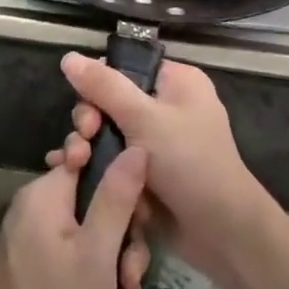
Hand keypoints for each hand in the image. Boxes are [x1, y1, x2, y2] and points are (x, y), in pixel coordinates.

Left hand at [0, 148, 151, 288]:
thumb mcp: (97, 253)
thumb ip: (117, 197)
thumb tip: (136, 147)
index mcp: (45, 196)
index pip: (91, 162)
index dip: (123, 188)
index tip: (139, 220)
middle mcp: (37, 214)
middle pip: (99, 213)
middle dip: (122, 256)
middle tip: (127, 285)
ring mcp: (36, 248)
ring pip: (95, 253)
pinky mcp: (39, 278)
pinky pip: (79, 276)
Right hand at [53, 54, 273, 285]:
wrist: (220, 231)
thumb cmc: (189, 162)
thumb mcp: (144, 118)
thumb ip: (104, 86)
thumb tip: (68, 57)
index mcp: (176, 82)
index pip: (125, 69)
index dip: (98, 85)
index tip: (87, 112)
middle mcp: (168, 107)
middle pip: (111, 102)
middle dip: (90, 122)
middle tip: (83, 142)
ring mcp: (158, 143)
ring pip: (109, 135)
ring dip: (88, 148)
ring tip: (74, 165)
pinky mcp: (148, 174)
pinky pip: (114, 161)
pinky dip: (97, 168)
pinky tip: (71, 175)